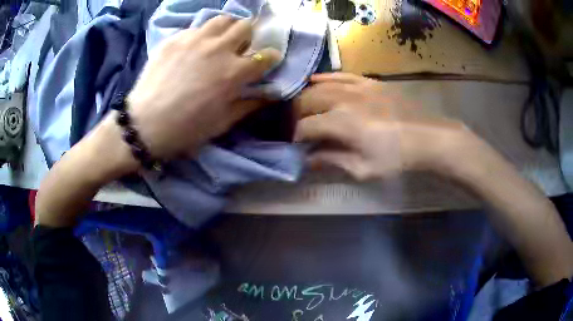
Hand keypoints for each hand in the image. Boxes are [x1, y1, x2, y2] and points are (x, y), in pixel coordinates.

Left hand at [127, 16, 279, 159]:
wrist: (145, 125)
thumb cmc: (187, 129)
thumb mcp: (223, 122)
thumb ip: (249, 104)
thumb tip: (269, 94)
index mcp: (234, 72)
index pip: (266, 55)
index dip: (271, 57)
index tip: (268, 60)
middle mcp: (218, 49)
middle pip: (245, 26)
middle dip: (249, 36)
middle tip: (241, 47)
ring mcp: (195, 40)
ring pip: (222, 20)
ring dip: (227, 28)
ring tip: (220, 40)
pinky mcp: (175, 39)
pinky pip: (196, 28)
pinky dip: (201, 35)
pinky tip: (194, 48)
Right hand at [294, 73, 474, 179]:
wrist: (427, 137)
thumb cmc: (396, 158)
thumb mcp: (363, 168)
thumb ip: (332, 160)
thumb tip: (308, 159)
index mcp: (341, 123)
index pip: (305, 127)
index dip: (296, 138)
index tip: (296, 146)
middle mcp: (343, 99)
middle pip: (306, 102)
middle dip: (295, 115)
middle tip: (296, 127)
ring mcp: (356, 87)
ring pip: (319, 86)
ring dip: (305, 97)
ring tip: (301, 108)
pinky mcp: (368, 82)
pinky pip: (340, 75)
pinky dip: (324, 77)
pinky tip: (313, 80)